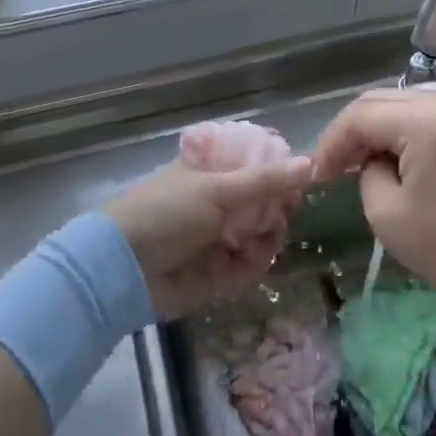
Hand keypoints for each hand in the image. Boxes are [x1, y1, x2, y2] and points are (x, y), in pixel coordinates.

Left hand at [106, 156, 312, 318]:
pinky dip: (254, 263)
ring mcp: (219, 238)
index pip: (254, 165)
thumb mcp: (217, 190)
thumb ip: (265, 180)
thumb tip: (310, 162)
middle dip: (277, 208)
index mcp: (210, 173)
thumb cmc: (167, 214)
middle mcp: (218, 203)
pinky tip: (247, 260)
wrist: (125, 270)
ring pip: (263, 234)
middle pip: (265, 202)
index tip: (299, 177)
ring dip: (267, 236)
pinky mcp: (220, 273)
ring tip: (261, 238)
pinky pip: (252, 265)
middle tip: (284, 211)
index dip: (277, 171)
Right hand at [309, 85, 435, 311]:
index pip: (360, 116)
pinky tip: (396, 153)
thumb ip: (367, 173)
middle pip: (380, 100)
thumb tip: (373, 160)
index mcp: (426, 122)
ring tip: (362, 159)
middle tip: (333, 166)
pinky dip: (403, 126)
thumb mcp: (388, 215)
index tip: (318, 175)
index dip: (332, 142)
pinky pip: (428, 111)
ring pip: (403, 101)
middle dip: (351, 131)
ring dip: (376, 126)